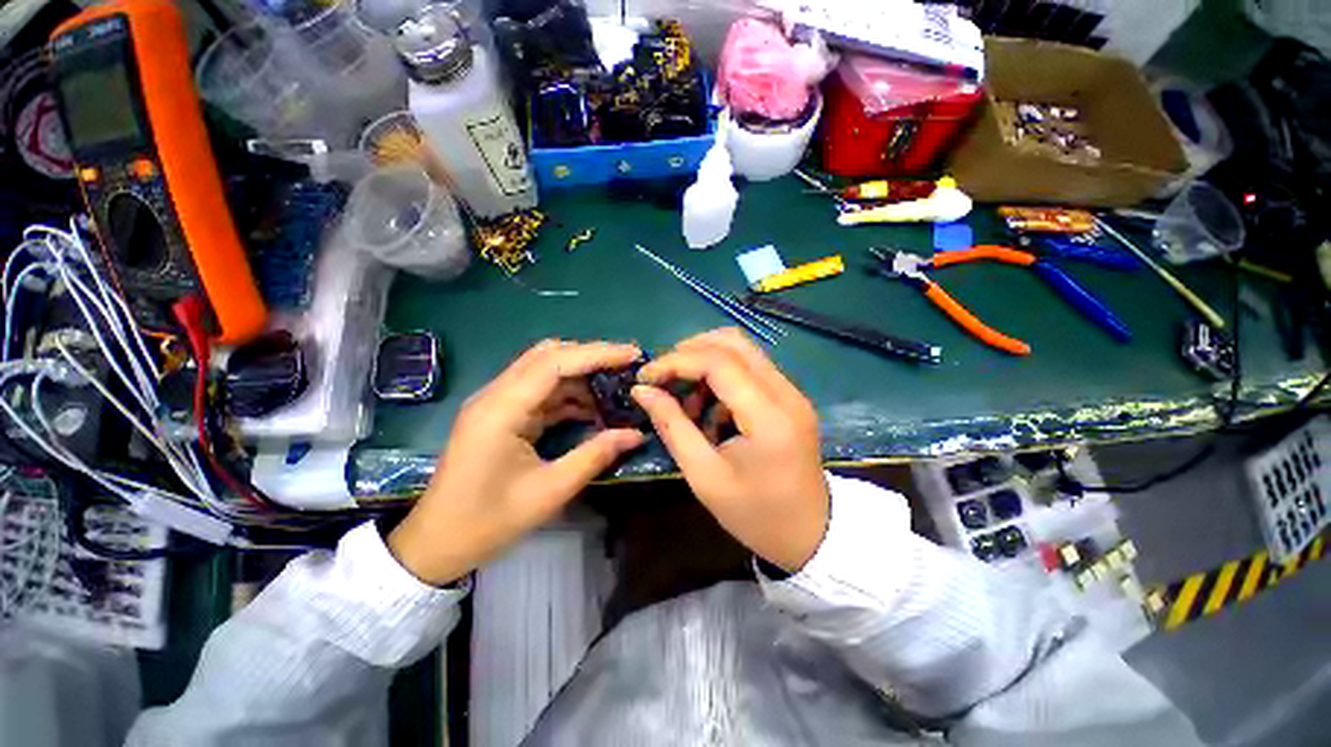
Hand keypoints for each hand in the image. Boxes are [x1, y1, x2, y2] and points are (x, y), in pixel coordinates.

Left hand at [388, 340, 645, 585]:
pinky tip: (594, 407)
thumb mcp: (549, 491)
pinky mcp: (502, 414)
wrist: (436, 543)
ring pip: (546, 370)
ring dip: (582, 374)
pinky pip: (541, 391)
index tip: (633, 355)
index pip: (555, 362)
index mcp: (501, 409)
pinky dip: (570, 394)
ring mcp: (497, 403)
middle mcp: (496, 395)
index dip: (597, 353)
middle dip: (591, 357)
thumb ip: (594, 455)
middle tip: (628, 368)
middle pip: (549, 356)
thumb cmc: (487, 522)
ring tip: (617, 386)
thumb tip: (636, 434)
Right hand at [632, 329, 828, 571]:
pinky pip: (750, 369)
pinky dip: (721, 378)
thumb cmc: (755, 514)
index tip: (645, 377)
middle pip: (733, 342)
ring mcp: (792, 392)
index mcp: (768, 415)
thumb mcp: (704, 476)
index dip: (675, 361)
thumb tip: (642, 391)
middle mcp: (786, 392)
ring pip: (742, 351)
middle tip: (663, 377)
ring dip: (705, 364)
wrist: (811, 534)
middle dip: (689, 351)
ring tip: (686, 402)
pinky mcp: (789, 397)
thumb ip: (672, 426)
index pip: (718, 362)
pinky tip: (709, 411)